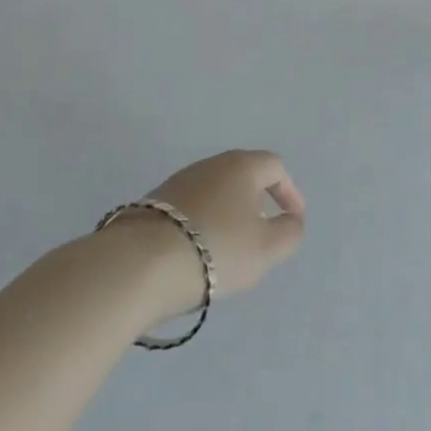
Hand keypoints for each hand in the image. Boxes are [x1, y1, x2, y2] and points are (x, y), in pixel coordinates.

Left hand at [97, 150, 305, 324]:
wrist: (137, 265)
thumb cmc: (215, 250)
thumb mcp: (267, 249)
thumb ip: (290, 232)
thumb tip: (291, 221)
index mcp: (242, 166)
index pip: (275, 167)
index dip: (289, 191)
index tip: (293, 219)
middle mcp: (211, 164)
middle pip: (243, 176)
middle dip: (257, 201)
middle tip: (262, 232)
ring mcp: (177, 182)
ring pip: (214, 192)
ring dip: (227, 214)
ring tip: (228, 248)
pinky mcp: (151, 205)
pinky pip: (189, 209)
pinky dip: (201, 224)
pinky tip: (196, 252)